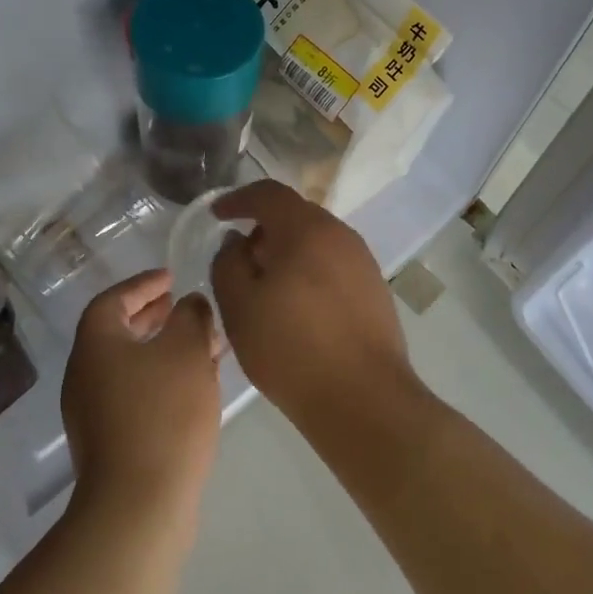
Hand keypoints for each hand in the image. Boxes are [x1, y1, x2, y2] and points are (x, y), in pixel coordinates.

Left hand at [61, 270, 222, 529]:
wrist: (139, 503)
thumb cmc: (163, 414)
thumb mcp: (186, 351)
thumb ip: (191, 317)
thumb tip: (189, 304)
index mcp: (96, 345)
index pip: (112, 300)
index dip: (142, 284)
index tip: (171, 277)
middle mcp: (86, 374)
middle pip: (117, 332)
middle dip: (152, 316)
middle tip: (181, 306)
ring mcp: (93, 412)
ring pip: (130, 365)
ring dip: (162, 349)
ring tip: (200, 345)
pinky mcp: (110, 441)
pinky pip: (135, 393)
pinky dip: (161, 378)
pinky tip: (194, 387)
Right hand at [209, 181, 412, 417]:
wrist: (363, 399)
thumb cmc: (291, 349)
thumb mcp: (239, 307)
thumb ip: (228, 263)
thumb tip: (237, 242)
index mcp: (307, 230)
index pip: (269, 194)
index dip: (238, 200)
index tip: (217, 215)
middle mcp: (341, 235)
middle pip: (296, 215)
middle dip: (264, 228)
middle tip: (240, 256)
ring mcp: (363, 262)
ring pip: (317, 241)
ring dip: (288, 251)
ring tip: (266, 285)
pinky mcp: (375, 290)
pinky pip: (333, 265)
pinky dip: (309, 270)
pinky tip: (297, 306)